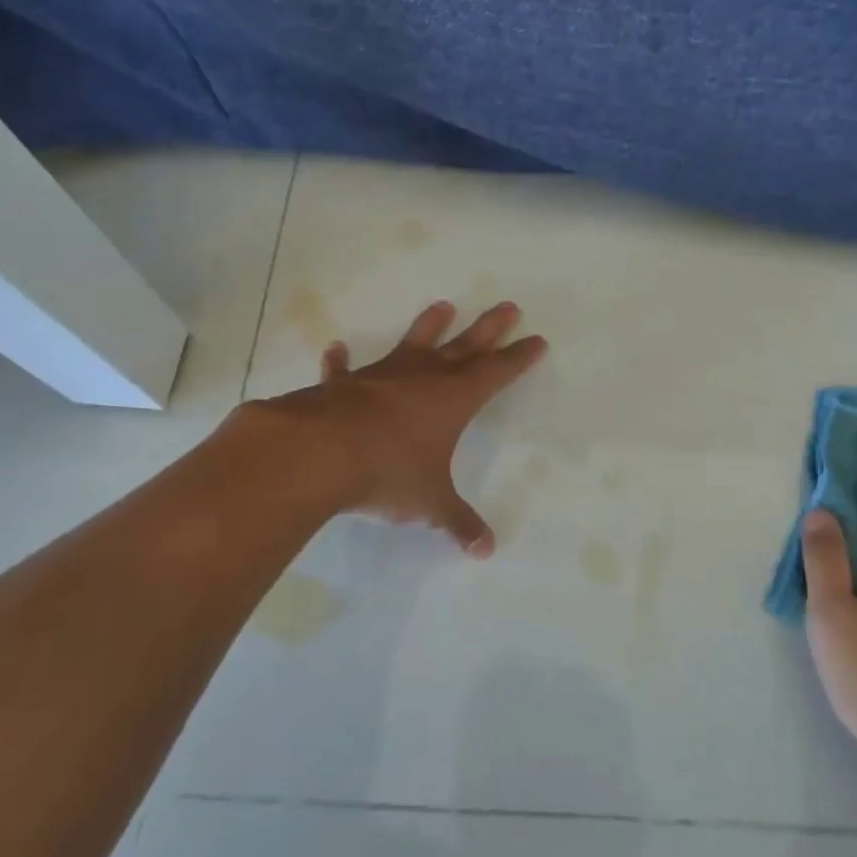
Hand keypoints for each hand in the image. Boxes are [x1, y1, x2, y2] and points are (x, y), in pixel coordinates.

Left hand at [246, 300, 546, 556]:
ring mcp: (381, 376)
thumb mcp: (430, 503)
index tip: (537, 339)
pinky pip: (344, 370)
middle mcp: (422, 378)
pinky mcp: (343, 386)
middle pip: (464, 346)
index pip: (496, 373)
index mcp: (453, 399)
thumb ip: (458, 523)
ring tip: (443, 306)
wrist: (320, 454)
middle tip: (508, 306)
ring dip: (428, 326)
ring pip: (412, 344)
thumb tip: (485, 550)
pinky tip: (336, 349)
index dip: (518, 358)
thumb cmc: (388, 472)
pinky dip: (340, 362)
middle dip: (488, 328)